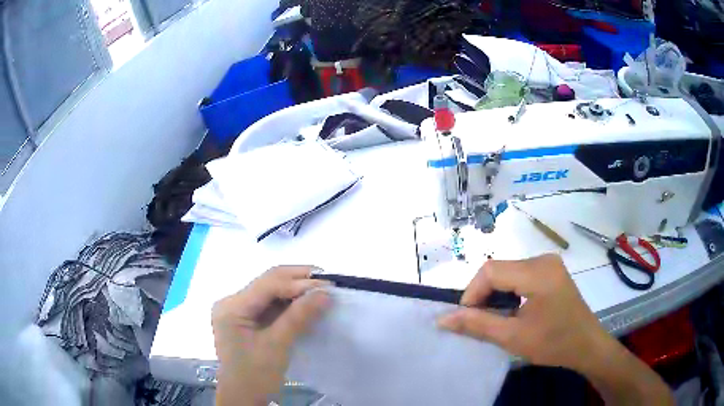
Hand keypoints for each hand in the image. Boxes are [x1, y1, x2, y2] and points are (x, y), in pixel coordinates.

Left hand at [212, 266, 330, 405]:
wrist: (244, 397)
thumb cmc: (256, 375)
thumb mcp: (277, 345)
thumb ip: (299, 316)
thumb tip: (325, 292)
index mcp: (232, 307)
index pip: (267, 284)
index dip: (298, 282)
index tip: (328, 285)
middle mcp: (231, 302)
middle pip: (268, 283)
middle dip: (298, 281)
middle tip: (328, 283)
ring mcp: (238, 310)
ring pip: (270, 291)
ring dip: (295, 290)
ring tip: (321, 291)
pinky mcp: (246, 319)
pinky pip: (270, 304)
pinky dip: (289, 303)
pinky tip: (306, 303)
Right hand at [437, 254, 609, 371]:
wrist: (586, 345)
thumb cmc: (553, 343)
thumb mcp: (513, 337)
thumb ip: (477, 325)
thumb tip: (442, 318)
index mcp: (538, 272)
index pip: (491, 271)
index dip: (472, 293)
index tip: (466, 318)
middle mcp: (543, 259)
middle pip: (499, 269)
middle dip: (483, 295)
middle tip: (479, 321)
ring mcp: (549, 263)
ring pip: (508, 272)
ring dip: (495, 294)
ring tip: (495, 318)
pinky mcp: (551, 271)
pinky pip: (520, 274)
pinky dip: (509, 291)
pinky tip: (511, 309)